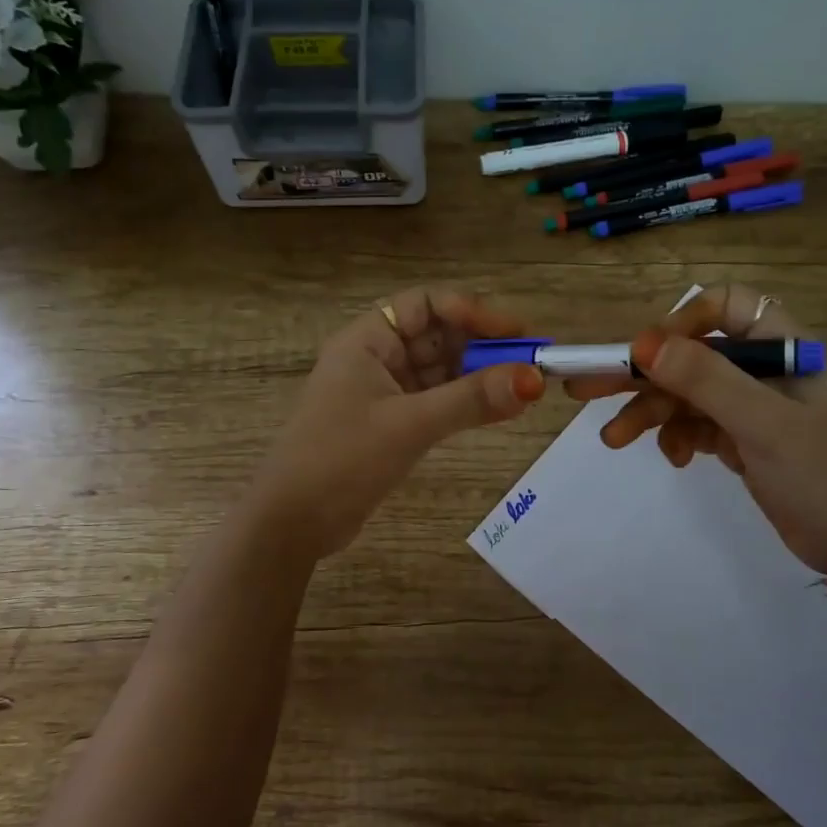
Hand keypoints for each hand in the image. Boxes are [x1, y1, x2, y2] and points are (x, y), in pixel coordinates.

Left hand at [249, 285, 545, 557]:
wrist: (293, 522)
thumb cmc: (342, 459)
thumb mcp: (410, 425)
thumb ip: (471, 400)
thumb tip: (534, 379)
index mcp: (367, 340)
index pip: (425, 304)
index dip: (471, 311)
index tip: (514, 332)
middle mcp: (376, 358)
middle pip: (437, 336)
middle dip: (482, 346)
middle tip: (530, 363)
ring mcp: (383, 392)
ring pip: (440, 371)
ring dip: (478, 377)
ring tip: (524, 388)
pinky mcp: (391, 423)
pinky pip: (436, 400)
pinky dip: (465, 403)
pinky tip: (499, 409)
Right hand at [567, 283, 826, 572]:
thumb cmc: (825, 476)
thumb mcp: (764, 424)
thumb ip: (705, 380)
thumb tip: (642, 344)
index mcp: (785, 347)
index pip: (725, 308)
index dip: (682, 322)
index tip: (645, 354)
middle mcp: (766, 369)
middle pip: (692, 355)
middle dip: (642, 373)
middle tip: (584, 387)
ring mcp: (753, 407)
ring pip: (687, 394)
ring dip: (650, 413)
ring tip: (613, 439)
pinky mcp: (744, 440)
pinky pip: (696, 425)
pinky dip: (677, 437)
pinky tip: (676, 459)